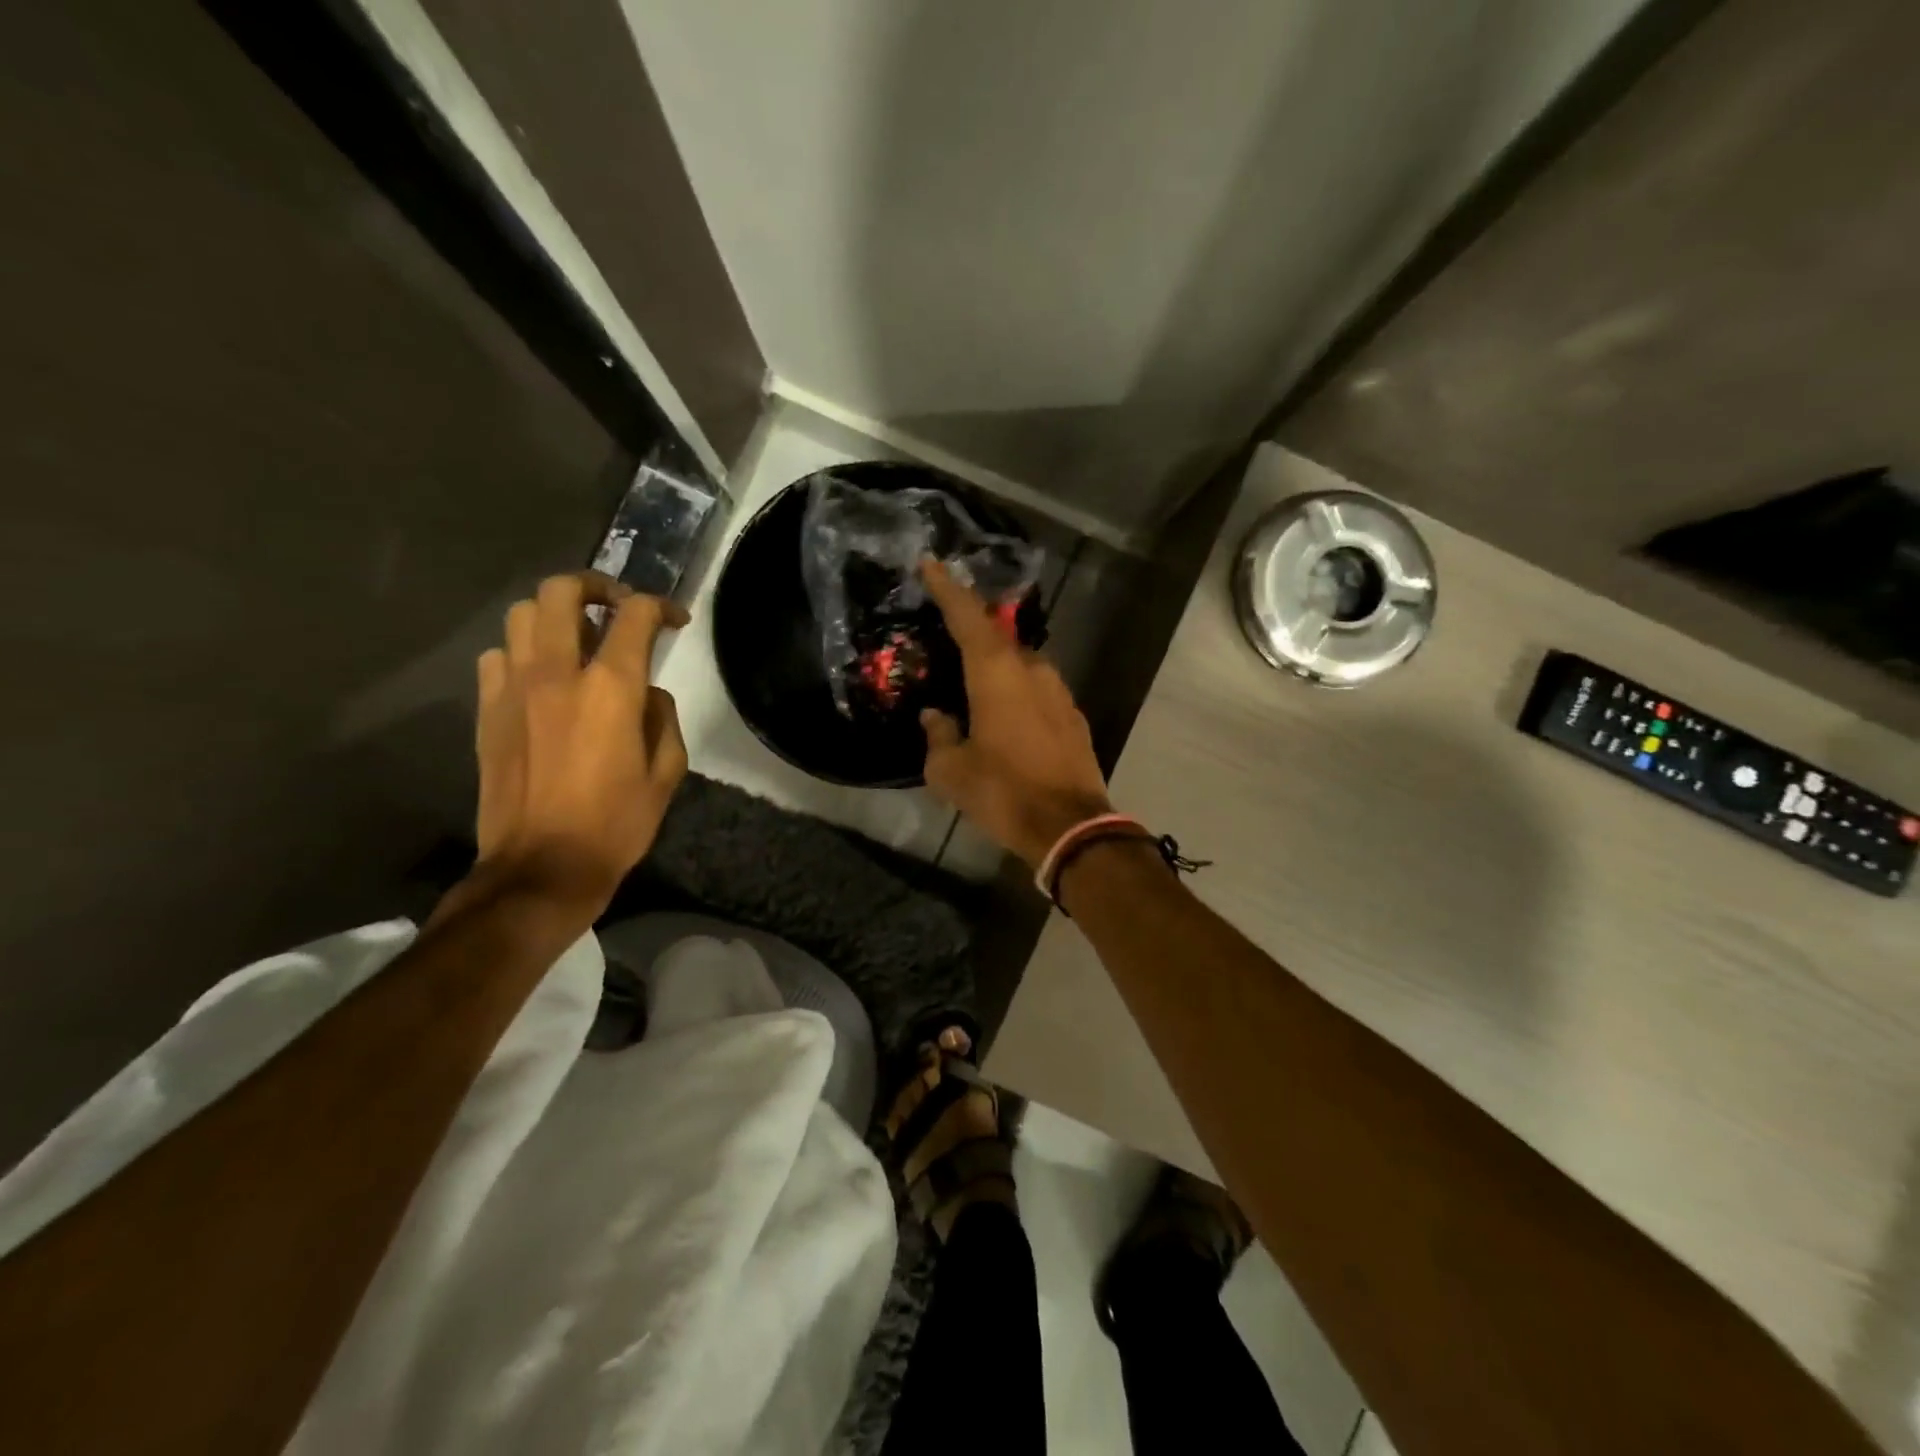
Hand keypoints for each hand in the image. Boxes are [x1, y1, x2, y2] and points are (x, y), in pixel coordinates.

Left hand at [472, 571, 689, 913]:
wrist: (541, 867)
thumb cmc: (616, 823)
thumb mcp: (667, 772)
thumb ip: (663, 718)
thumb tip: (647, 693)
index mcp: (610, 688)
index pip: (634, 616)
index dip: (660, 606)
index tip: (674, 620)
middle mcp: (556, 673)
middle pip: (561, 592)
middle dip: (594, 586)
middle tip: (615, 606)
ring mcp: (513, 689)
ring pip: (521, 615)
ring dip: (553, 615)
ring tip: (575, 639)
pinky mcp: (486, 711)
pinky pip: (497, 656)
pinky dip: (521, 653)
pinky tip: (540, 678)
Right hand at [919, 558, 1112, 867]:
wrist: (1071, 826)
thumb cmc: (1003, 792)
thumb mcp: (951, 771)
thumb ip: (938, 736)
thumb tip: (935, 717)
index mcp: (996, 673)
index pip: (967, 616)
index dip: (948, 588)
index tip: (932, 563)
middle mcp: (1031, 670)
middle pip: (997, 636)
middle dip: (973, 628)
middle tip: (947, 632)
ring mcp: (1059, 691)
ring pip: (1021, 663)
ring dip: (997, 664)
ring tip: (974, 680)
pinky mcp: (1074, 715)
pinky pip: (1038, 688)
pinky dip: (1017, 690)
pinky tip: (1005, 712)